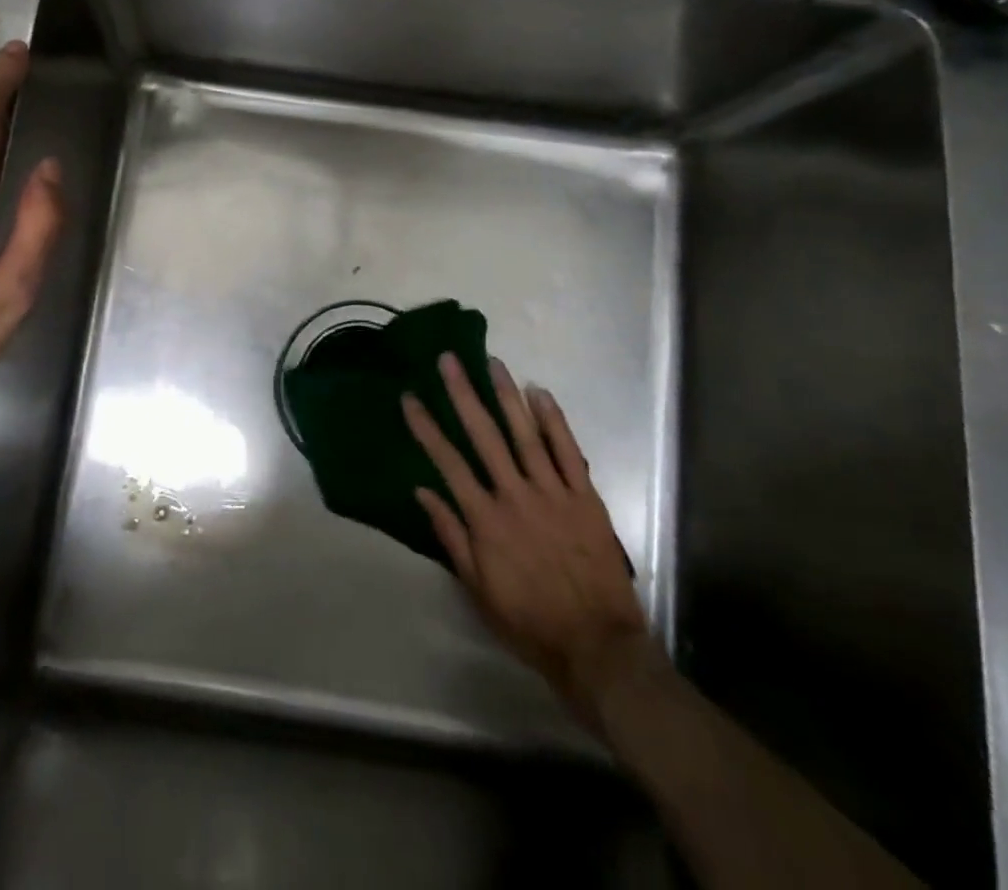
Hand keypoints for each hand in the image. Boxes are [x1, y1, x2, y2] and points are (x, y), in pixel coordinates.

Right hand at [404, 354, 657, 731]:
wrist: (597, 647)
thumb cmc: (529, 621)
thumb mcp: (477, 588)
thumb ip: (450, 535)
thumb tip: (422, 491)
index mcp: (485, 519)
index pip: (447, 462)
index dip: (426, 427)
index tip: (410, 397)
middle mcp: (515, 495)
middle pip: (483, 435)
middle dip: (463, 394)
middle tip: (449, 359)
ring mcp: (553, 493)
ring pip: (525, 434)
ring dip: (507, 396)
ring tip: (493, 363)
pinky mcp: (585, 498)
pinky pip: (568, 451)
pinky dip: (554, 420)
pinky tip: (540, 393)